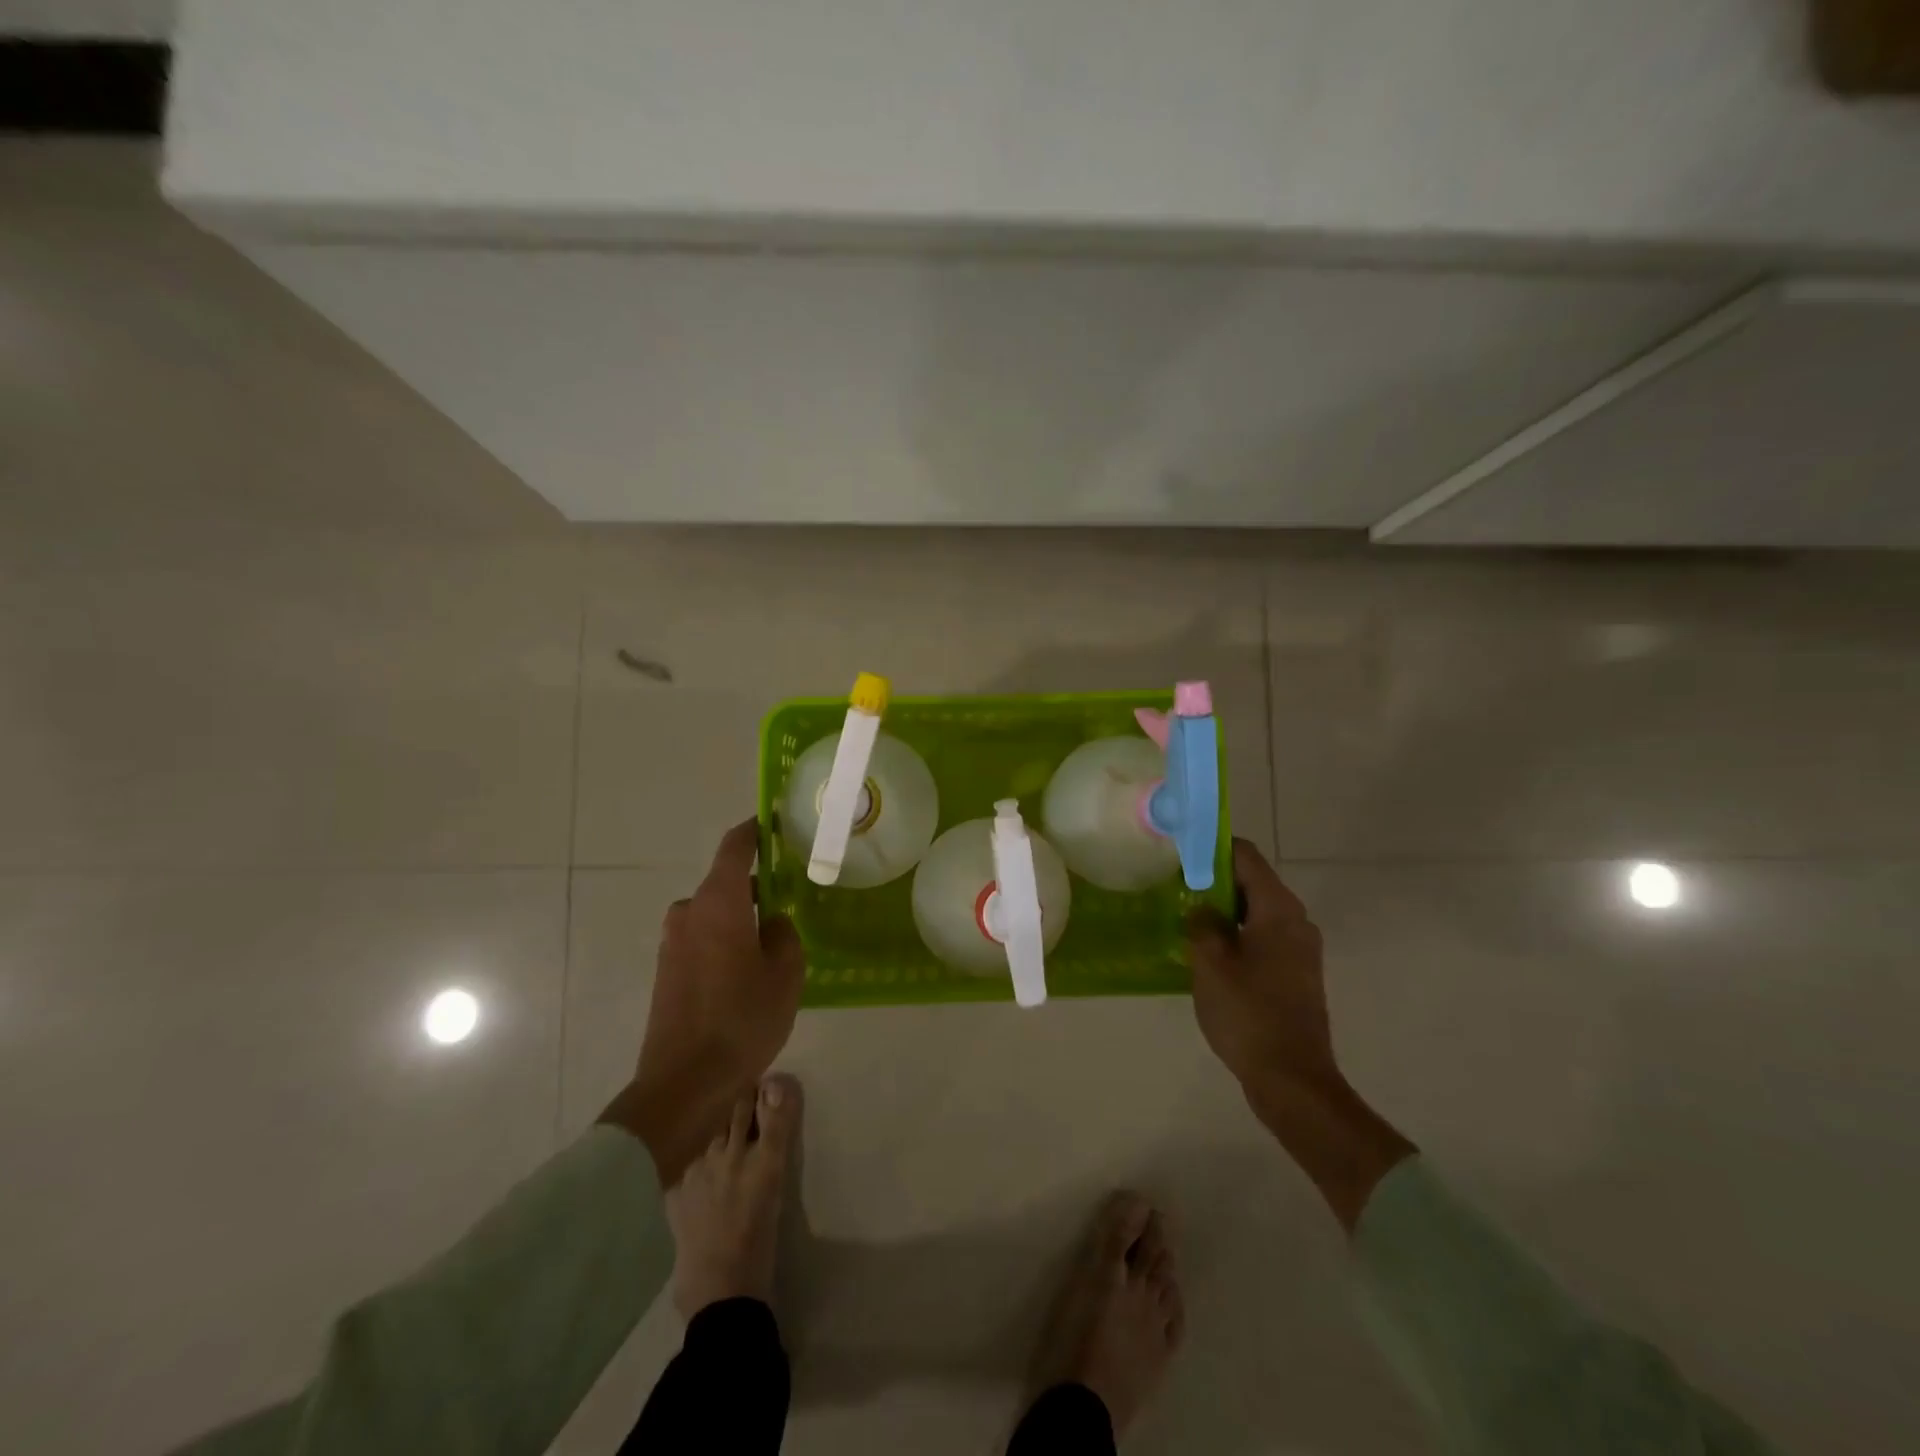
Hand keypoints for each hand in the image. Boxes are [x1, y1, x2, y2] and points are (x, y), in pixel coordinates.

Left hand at [601, 819, 804, 1186]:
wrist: (683, 1084)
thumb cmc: (742, 1019)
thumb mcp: (785, 974)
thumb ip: (784, 934)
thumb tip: (772, 923)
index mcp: (718, 902)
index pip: (735, 846)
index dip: (755, 830)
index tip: (776, 823)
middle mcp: (689, 912)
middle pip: (726, 883)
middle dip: (757, 888)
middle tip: (790, 902)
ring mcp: (672, 942)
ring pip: (715, 914)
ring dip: (740, 919)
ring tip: (772, 945)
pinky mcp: (666, 970)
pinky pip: (702, 938)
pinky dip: (725, 941)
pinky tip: (747, 972)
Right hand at [1186, 838, 1337, 1095]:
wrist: (1292, 1080)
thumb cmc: (1249, 1014)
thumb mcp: (1210, 964)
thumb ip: (1202, 925)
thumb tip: (1200, 909)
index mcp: (1278, 910)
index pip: (1245, 856)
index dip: (1212, 847)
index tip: (1179, 852)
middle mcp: (1296, 921)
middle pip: (1252, 882)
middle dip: (1213, 879)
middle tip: (1174, 885)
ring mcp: (1299, 949)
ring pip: (1256, 912)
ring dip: (1223, 909)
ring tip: (1184, 916)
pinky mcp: (1295, 973)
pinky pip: (1262, 937)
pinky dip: (1236, 934)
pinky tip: (1207, 951)